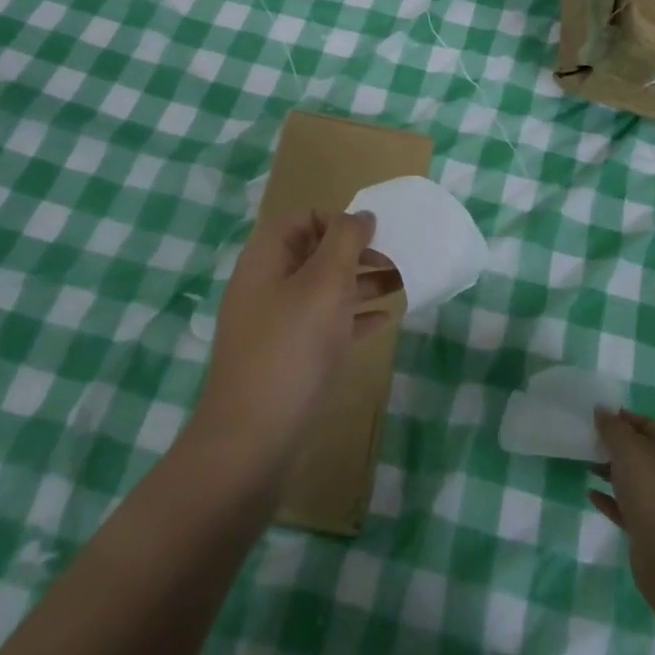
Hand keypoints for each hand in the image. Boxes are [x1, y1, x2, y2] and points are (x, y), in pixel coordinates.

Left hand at [190, 210, 400, 477]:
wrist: (251, 440)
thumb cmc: (291, 348)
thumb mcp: (324, 283)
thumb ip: (345, 241)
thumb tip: (360, 214)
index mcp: (267, 258)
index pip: (302, 218)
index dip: (337, 220)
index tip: (372, 235)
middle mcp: (268, 284)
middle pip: (315, 253)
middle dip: (357, 252)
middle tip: (397, 260)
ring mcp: (276, 323)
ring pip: (323, 290)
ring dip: (361, 283)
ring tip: (402, 284)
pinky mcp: (288, 357)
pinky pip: (325, 324)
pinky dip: (353, 317)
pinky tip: (385, 321)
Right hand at [590, 409, 654, 581]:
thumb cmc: (651, 489)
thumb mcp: (626, 447)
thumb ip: (612, 426)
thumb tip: (602, 409)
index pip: (646, 423)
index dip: (621, 418)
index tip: (596, 419)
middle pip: (642, 452)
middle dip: (615, 447)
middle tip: (589, 443)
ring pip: (636, 480)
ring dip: (612, 472)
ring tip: (586, 466)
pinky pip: (630, 506)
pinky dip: (612, 499)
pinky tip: (592, 495)